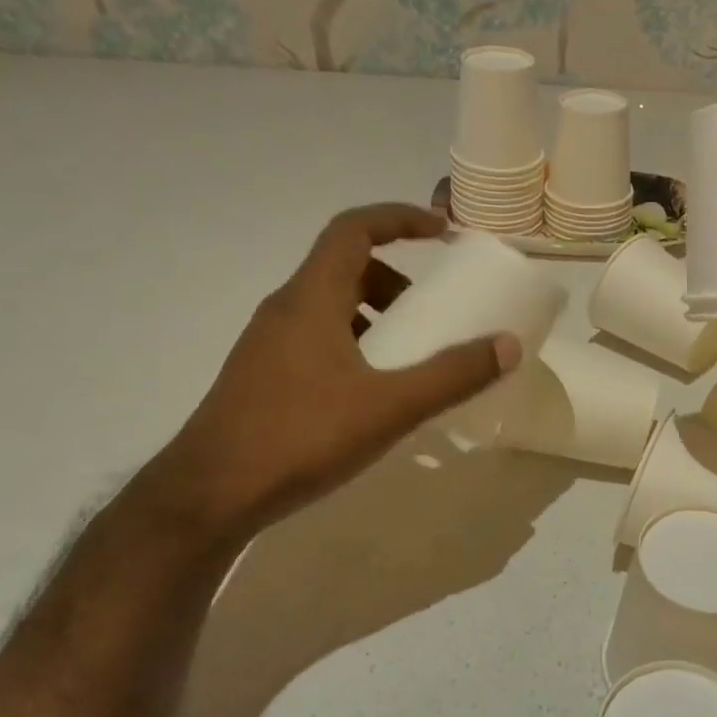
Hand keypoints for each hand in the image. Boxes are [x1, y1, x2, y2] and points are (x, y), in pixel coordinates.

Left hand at [149, 204, 519, 539]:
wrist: (208, 497)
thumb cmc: (300, 437)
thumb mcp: (389, 407)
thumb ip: (452, 375)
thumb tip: (508, 344)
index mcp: (311, 298)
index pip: (354, 228)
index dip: (399, 218)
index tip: (441, 232)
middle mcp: (285, 309)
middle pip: (345, 267)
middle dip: (395, 279)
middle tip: (431, 311)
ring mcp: (269, 344)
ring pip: (329, 306)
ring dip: (374, 315)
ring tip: (408, 357)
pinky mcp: (262, 376)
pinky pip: (317, 338)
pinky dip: (354, 344)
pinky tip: (372, 394)